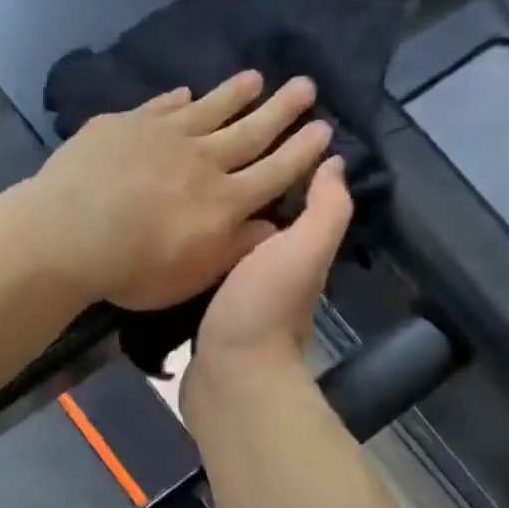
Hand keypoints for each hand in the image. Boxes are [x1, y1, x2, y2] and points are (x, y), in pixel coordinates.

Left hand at [27, 72, 332, 311]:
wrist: (70, 234)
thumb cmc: (134, 269)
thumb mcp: (193, 276)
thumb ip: (235, 249)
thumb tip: (272, 227)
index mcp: (225, 201)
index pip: (275, 171)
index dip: (301, 152)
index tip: (323, 129)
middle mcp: (203, 160)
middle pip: (251, 130)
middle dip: (281, 109)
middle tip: (305, 85)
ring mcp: (163, 136)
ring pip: (209, 109)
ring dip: (234, 94)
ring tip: (255, 78)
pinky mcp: (125, 125)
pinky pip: (159, 107)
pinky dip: (176, 99)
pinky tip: (184, 91)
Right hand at [184, 154, 353, 404]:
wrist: (229, 377)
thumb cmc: (264, 308)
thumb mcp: (304, 249)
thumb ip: (325, 208)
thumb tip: (334, 162)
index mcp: (294, 251)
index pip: (289, 199)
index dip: (279, 167)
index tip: (251, 131)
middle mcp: (269, 270)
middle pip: (253, 221)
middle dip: (237, 192)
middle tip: (203, 158)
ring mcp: (236, 295)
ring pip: (226, 246)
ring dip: (213, 222)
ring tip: (184, 188)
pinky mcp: (206, 312)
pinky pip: (203, 271)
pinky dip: (195, 252)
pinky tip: (174, 235)